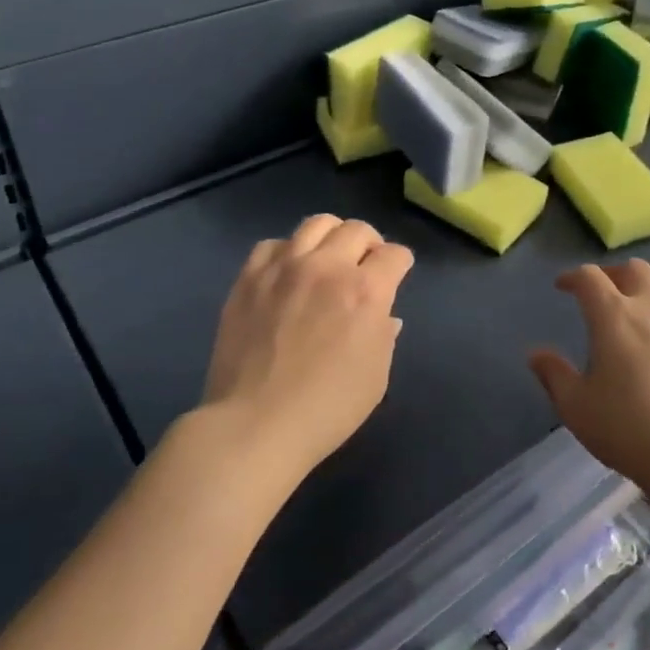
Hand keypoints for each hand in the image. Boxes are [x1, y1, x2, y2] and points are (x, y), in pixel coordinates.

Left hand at [199, 214, 413, 482]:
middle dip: (369, 244)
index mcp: (367, 291)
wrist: (255, 425)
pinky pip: (273, 244)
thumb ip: (384, 336)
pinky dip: (287, 252)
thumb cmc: (327, 409)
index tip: (396, 275)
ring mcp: (285, 267)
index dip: (400, 264)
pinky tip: (287, 273)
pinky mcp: (250, 277)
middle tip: (364, 266)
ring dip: (331, 237)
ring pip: (316, 224)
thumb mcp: (376, 377)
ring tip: (327, 259)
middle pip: (357, 229)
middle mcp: (328, 267)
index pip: (394, 254)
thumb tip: (384, 316)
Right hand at [528, 261, 649, 507]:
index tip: (563, 287)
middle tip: (602, 292)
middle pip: (633, 268)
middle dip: (612, 273)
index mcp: (613, 316)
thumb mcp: (576, 406)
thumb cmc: (626, 430)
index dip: (572, 277)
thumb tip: (536, 354)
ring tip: (641, 296)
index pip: (589, 277)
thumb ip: (553, 374)